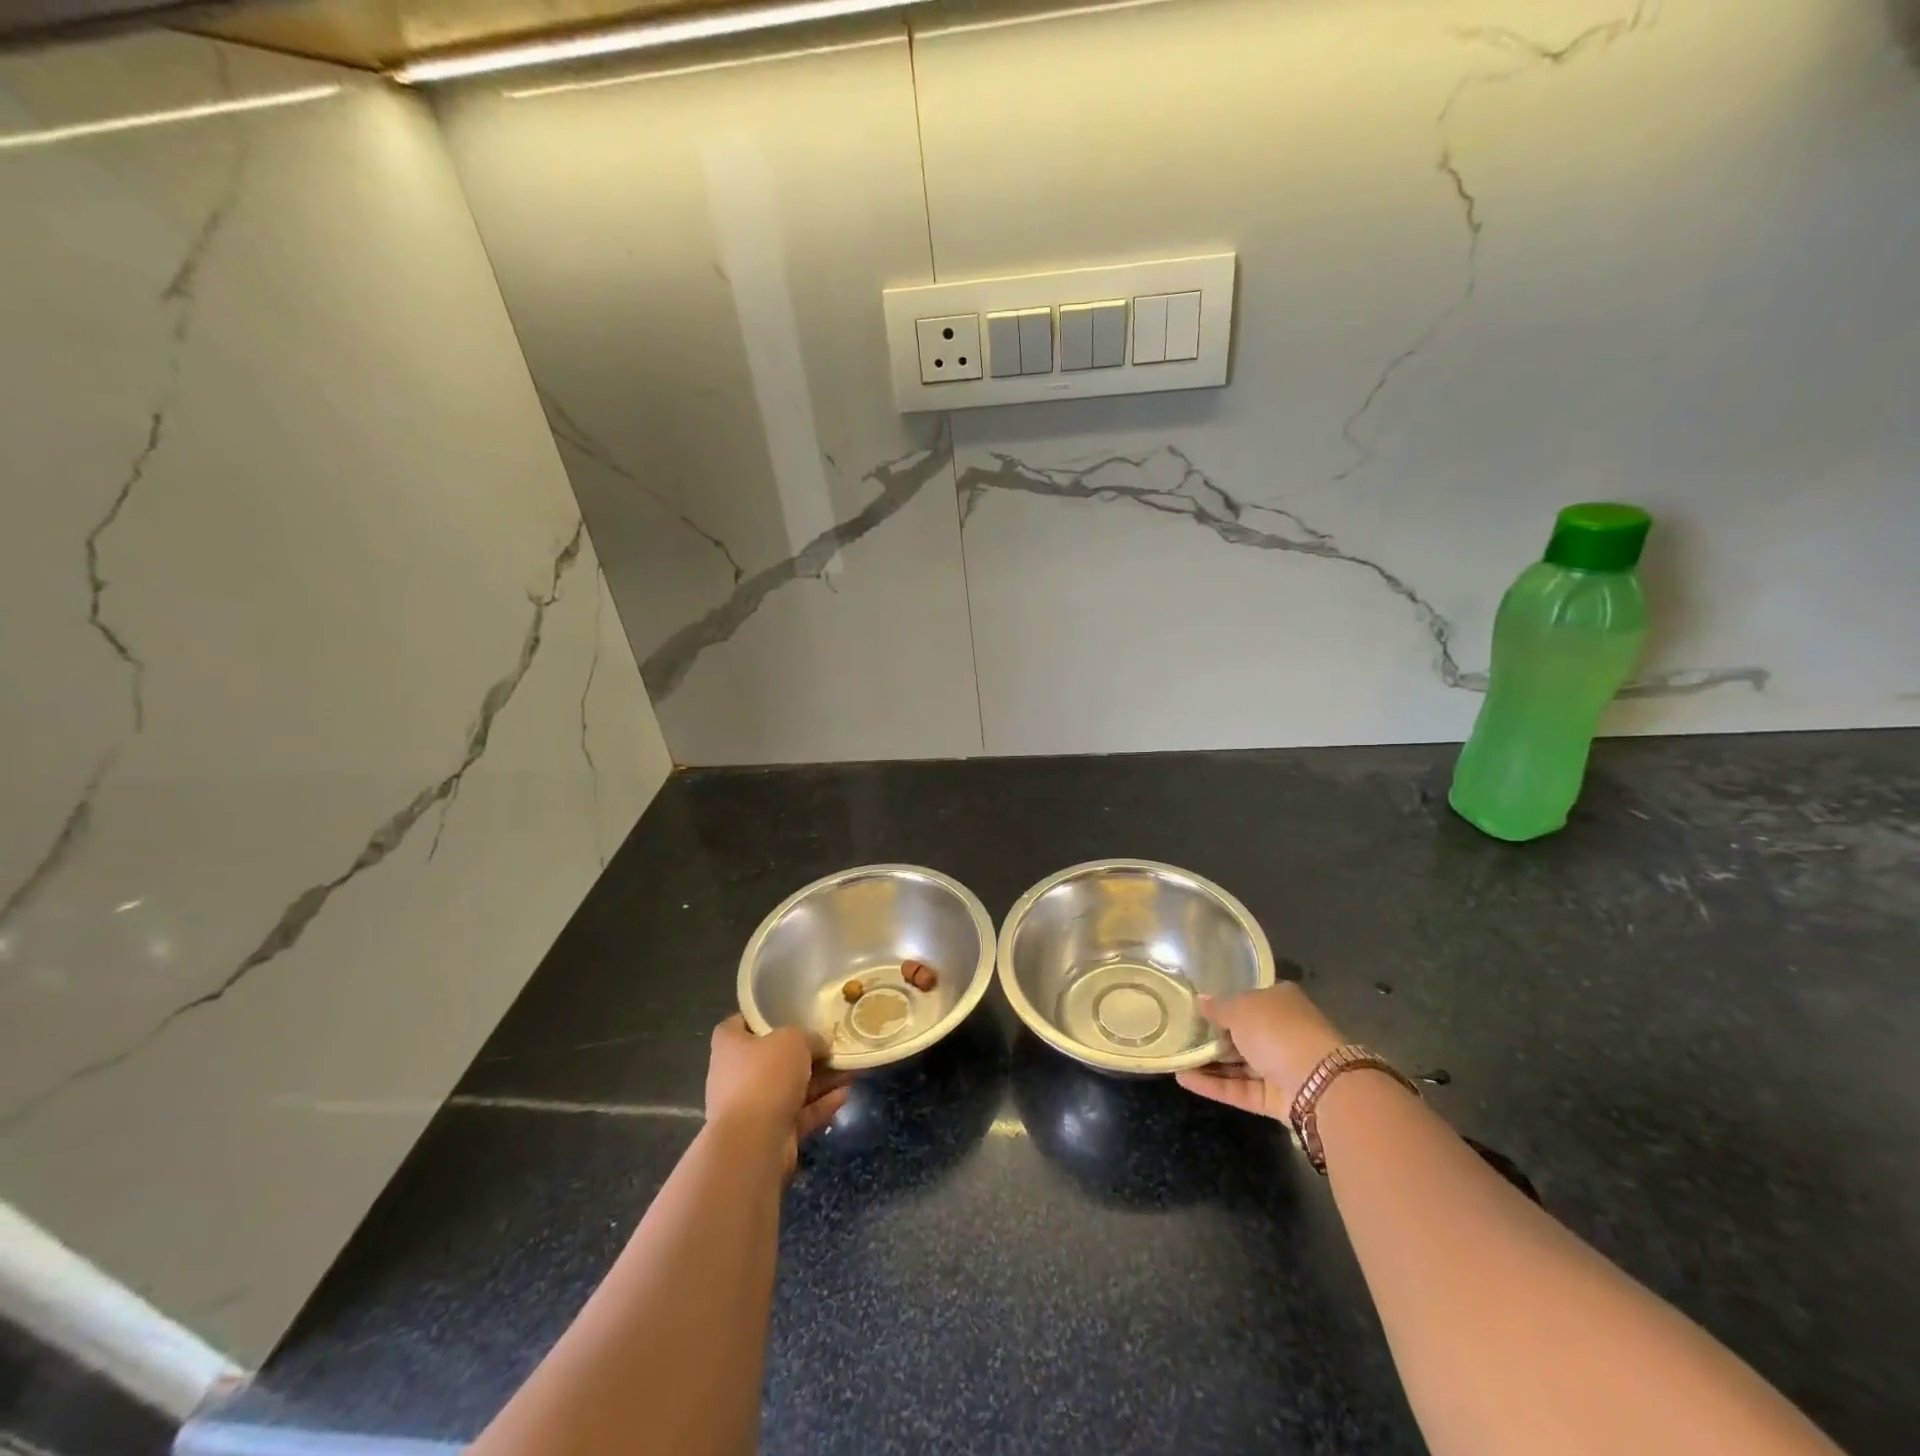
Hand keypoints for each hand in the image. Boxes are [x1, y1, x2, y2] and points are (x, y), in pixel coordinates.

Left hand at [705, 1015, 850, 1173]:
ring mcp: (752, 1107)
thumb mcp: (794, 1039)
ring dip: (820, 1079)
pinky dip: (820, 1104)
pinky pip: (798, 1113)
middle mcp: (736, 1075)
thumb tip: (819, 1046)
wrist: (753, 1143)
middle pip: (772, 1057)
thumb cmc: (766, 1075)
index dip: (764, 1016)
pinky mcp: (769, 1132)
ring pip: (790, 1087)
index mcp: (730, 1045)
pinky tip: (845, 1095)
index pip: (741, 1022)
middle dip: (804, 1053)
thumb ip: (809, 1037)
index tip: (790, 1012)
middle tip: (831, 1044)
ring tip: (850, 1069)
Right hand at [1176, 983, 1346, 1121]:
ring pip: (1240, 1064)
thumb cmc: (1277, 1030)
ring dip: (1209, 1063)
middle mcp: (1283, 1032)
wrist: (1318, 1084)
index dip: (1223, 1002)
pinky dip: (1213, 1085)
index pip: (1249, 999)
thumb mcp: (1240, 1008)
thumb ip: (1218, 1008)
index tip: (1196, 1008)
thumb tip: (1201, 1001)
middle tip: (1180, 1034)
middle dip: (1213, 1036)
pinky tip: (1183, 1079)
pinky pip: (1240, 1089)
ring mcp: (1280, 1067)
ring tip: (1175, 1057)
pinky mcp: (1276, 1099)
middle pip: (1243, 1033)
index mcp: (1281, 1001)